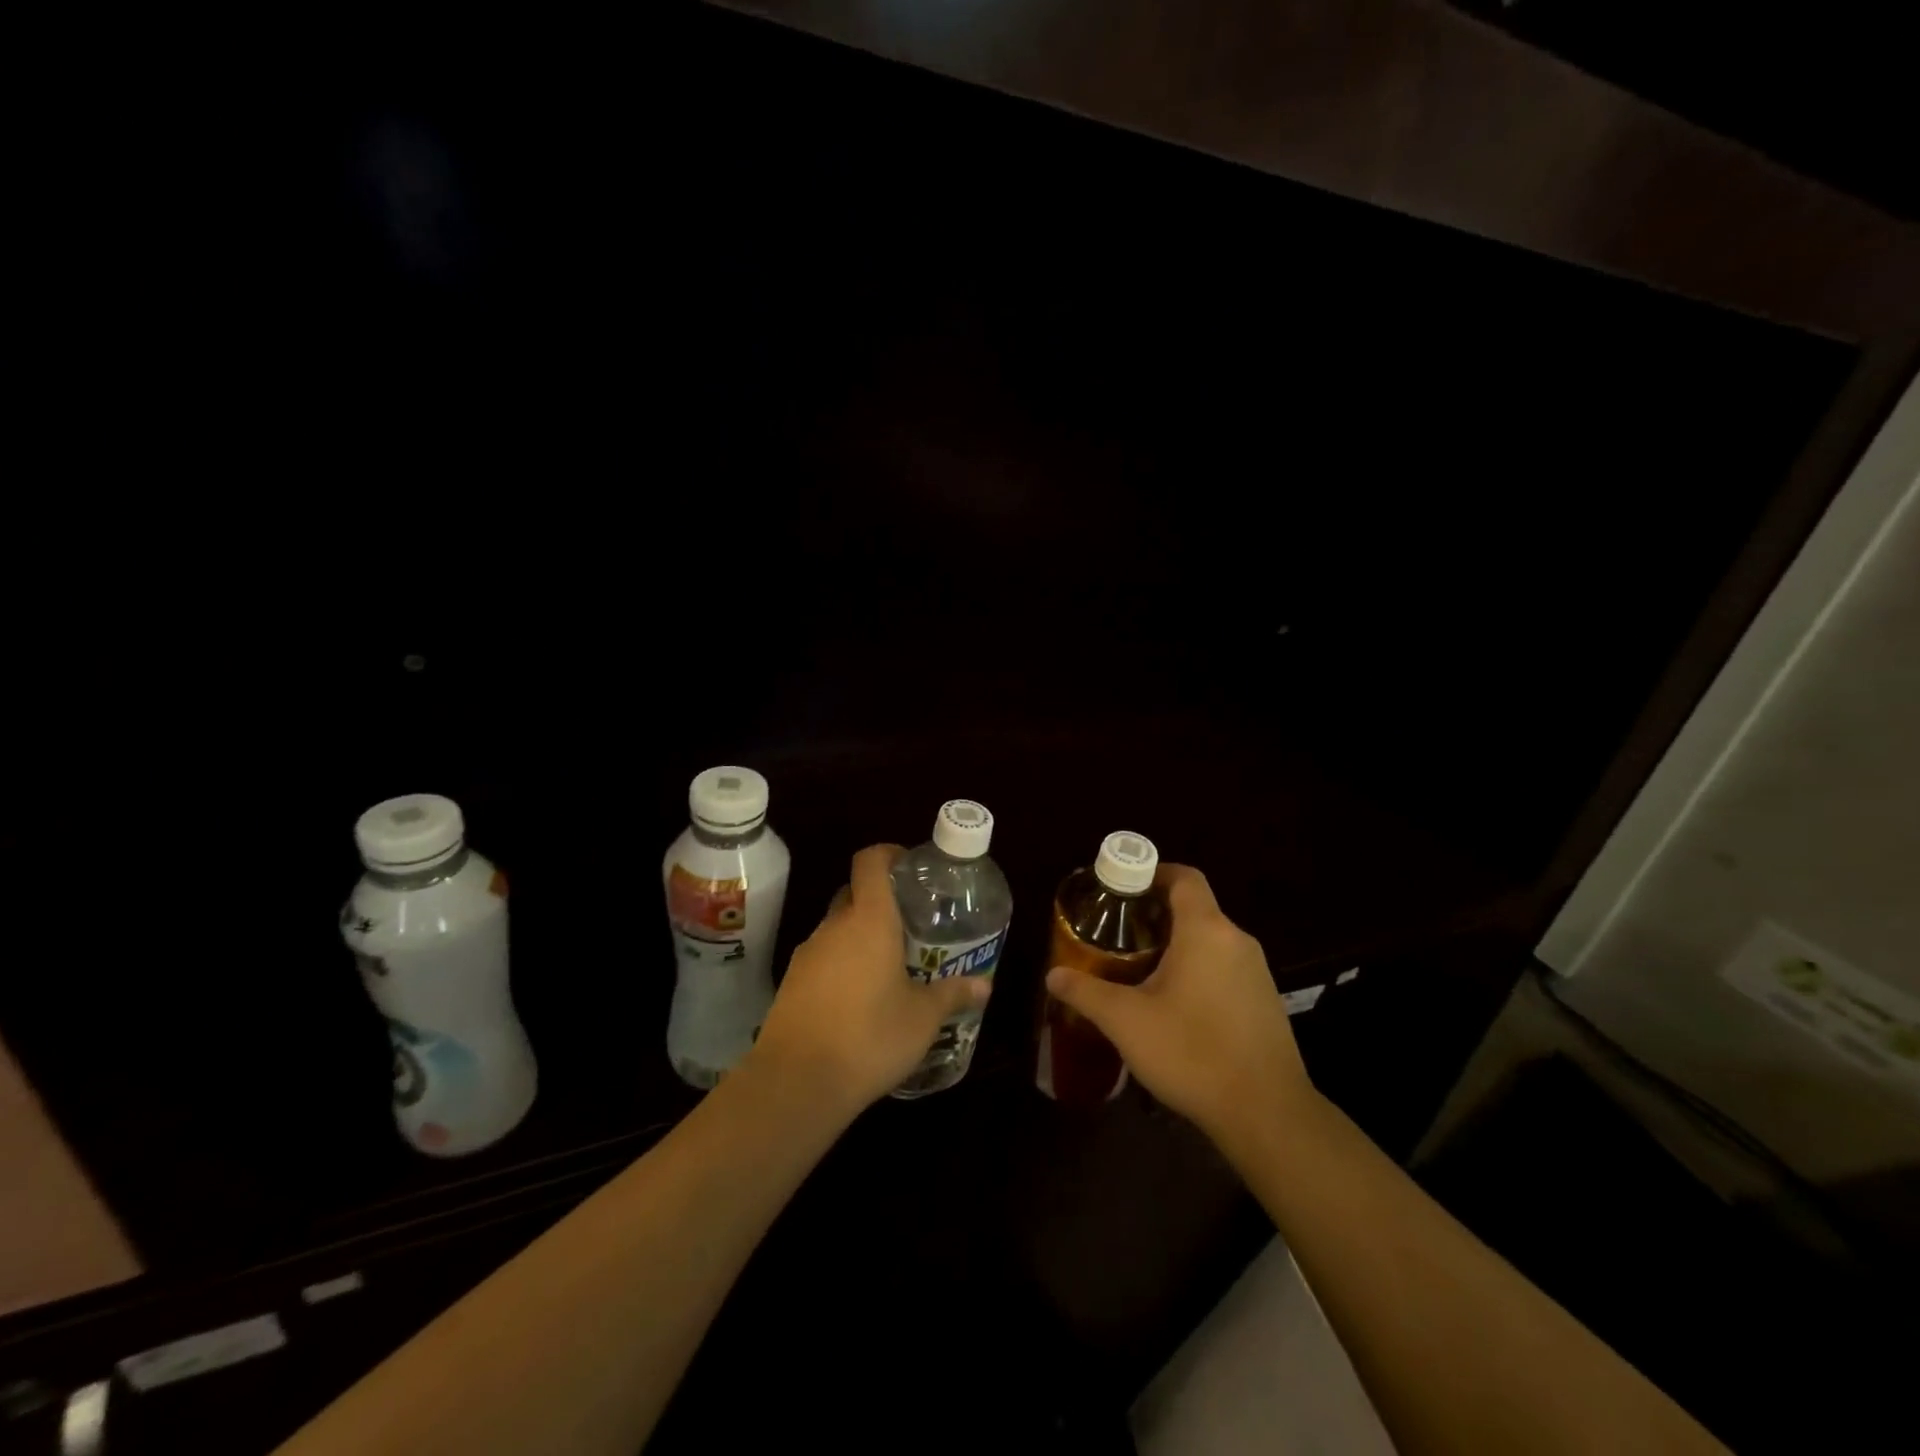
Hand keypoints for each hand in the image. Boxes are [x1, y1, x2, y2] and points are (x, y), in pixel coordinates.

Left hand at [750, 844, 988, 1115]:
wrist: (797, 1082)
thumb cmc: (870, 1036)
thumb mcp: (923, 1018)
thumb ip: (952, 994)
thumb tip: (984, 984)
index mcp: (869, 919)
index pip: (870, 861)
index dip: (888, 854)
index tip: (909, 867)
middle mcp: (834, 926)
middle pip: (854, 893)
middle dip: (879, 901)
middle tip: (909, 924)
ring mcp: (807, 953)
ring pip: (837, 928)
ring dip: (859, 936)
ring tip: (889, 965)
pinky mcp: (791, 983)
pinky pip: (822, 958)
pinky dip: (841, 965)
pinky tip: (859, 998)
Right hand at [1044, 864, 1313, 1149]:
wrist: (1267, 1114)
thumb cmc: (1192, 1052)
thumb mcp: (1125, 1021)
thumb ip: (1086, 992)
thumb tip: (1053, 975)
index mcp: (1206, 930)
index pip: (1184, 877)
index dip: (1152, 873)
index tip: (1122, 889)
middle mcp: (1236, 940)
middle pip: (1195, 908)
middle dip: (1156, 914)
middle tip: (1118, 934)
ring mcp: (1257, 972)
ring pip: (1211, 940)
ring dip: (1177, 945)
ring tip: (1139, 969)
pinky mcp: (1265, 1001)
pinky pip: (1225, 967)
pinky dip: (1198, 970)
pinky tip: (1175, 1005)